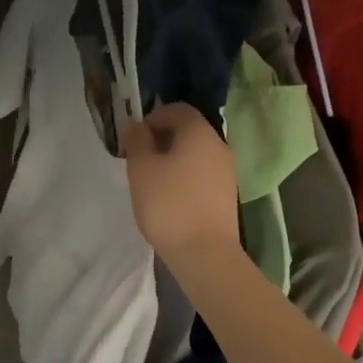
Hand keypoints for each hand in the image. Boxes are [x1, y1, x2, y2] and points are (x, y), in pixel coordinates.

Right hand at [124, 102, 239, 270]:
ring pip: (196, 154)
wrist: (204, 252)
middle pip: (189, 131)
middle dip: (162, 139)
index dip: (153, 117)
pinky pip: (202, 174)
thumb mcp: (141, 169)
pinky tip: (169, 198)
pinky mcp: (227, 195)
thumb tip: (136, 125)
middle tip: (139, 160)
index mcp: (200, 133)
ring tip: (151, 181)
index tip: (135, 138)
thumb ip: (137, 141)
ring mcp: (227, 172)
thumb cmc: (168, 204)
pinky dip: (185, 177)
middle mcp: (219, 146)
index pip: (178, 109)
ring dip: (173, 160)